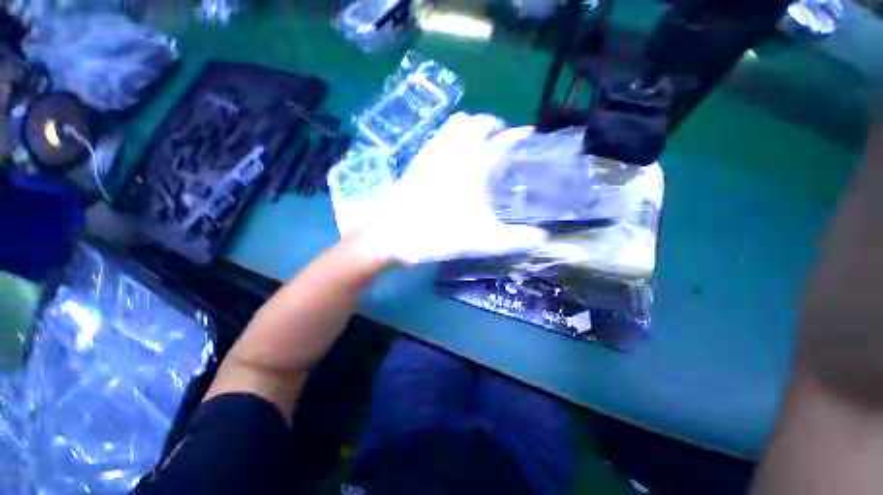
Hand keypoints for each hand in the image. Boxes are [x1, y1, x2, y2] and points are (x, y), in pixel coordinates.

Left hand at [368, 113, 547, 263]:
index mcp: (475, 166)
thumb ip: (516, 240)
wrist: (395, 234)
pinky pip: (438, 135)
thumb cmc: (440, 233)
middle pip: (478, 122)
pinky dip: (451, 135)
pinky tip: (453, 152)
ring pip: (456, 123)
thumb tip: (542, 239)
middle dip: (494, 125)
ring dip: (472, 126)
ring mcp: (434, 151)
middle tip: (502, 139)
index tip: (528, 134)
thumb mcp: (484, 241)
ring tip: (479, 142)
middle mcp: (455, 150)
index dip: (518, 135)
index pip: (504, 140)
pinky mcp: (419, 159)